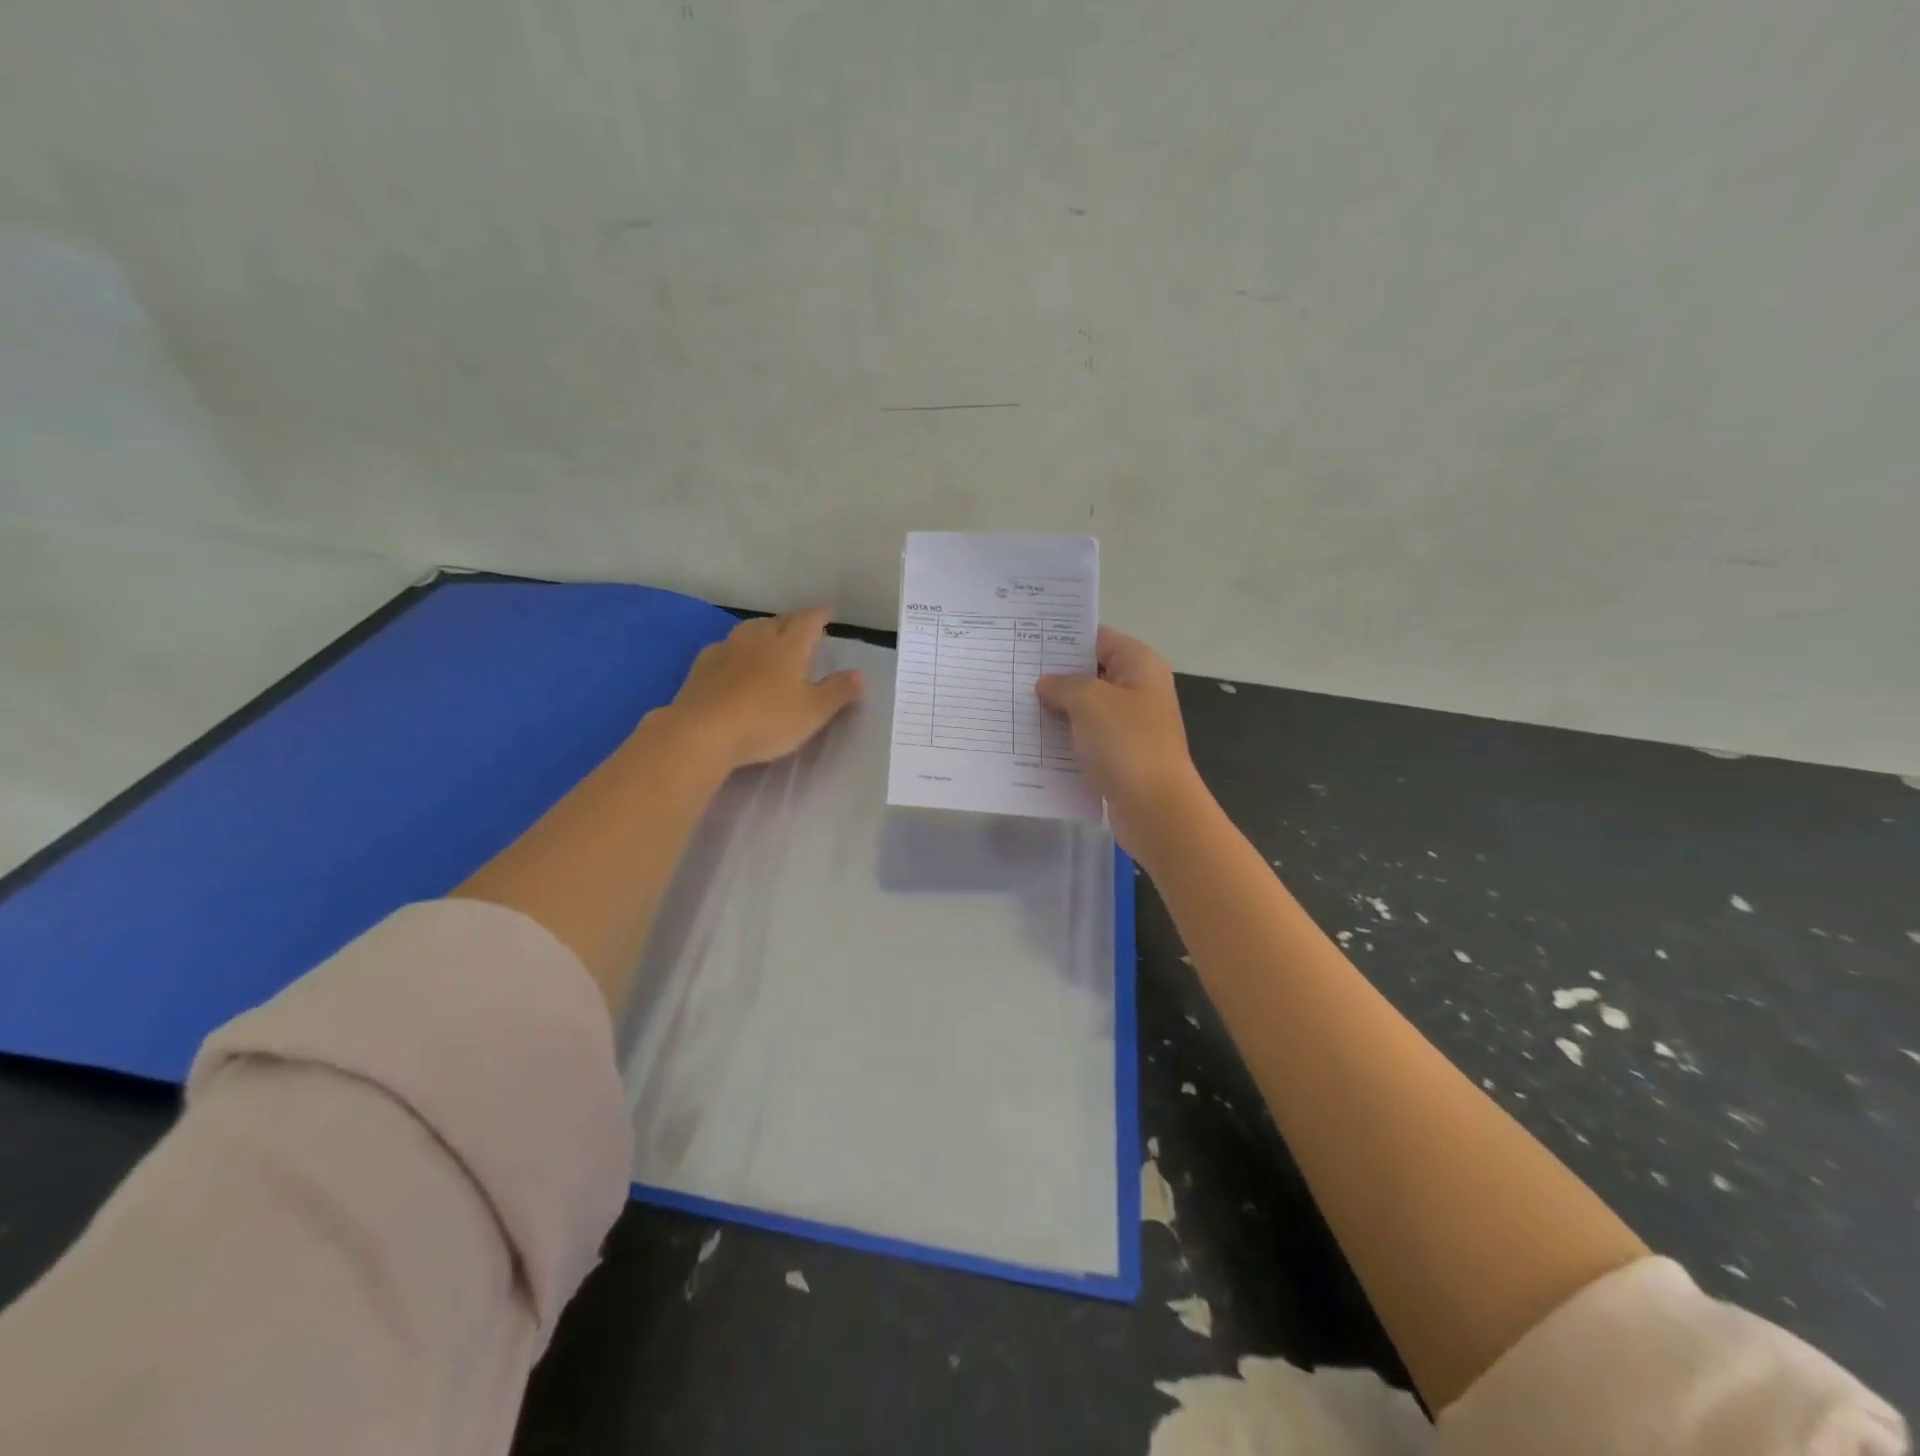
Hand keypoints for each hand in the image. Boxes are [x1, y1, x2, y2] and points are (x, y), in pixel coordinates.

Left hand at [666, 608, 862, 771]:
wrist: (702, 733)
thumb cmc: (766, 721)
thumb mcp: (812, 712)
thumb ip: (837, 692)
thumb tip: (859, 674)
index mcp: (789, 646)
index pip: (808, 621)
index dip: (819, 615)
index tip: (828, 612)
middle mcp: (758, 639)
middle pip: (778, 621)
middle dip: (793, 621)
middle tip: (802, 626)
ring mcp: (726, 650)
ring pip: (749, 630)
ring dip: (764, 630)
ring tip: (771, 638)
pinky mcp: (702, 666)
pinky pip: (726, 647)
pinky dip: (738, 649)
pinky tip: (736, 660)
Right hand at [1036, 627, 1205, 855]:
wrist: (1154, 808)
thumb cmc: (1125, 743)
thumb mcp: (1089, 701)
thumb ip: (1064, 684)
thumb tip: (1047, 684)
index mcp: (1139, 665)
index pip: (1098, 638)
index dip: (1064, 638)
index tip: (1026, 641)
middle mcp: (1138, 690)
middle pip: (1091, 673)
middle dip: (1055, 675)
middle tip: (1012, 674)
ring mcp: (1130, 725)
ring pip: (1086, 708)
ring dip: (1056, 709)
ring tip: (1014, 705)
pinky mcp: (1120, 756)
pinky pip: (1086, 738)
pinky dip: (1064, 738)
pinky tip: (1033, 740)